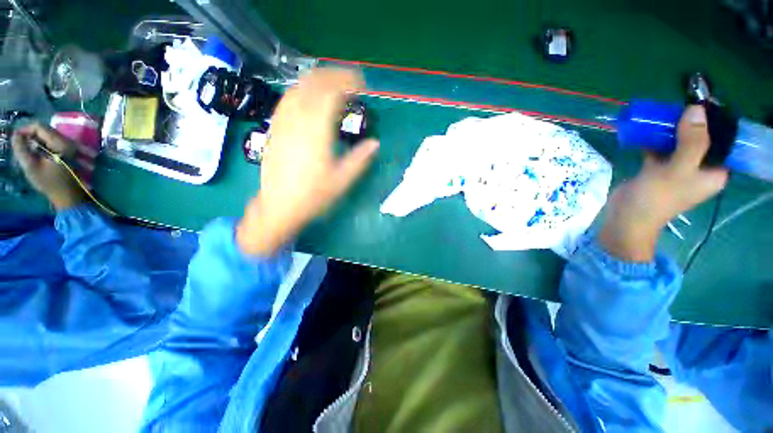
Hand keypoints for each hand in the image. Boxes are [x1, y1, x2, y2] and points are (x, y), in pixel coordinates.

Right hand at [12, 123, 85, 209]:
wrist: (69, 195)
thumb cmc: (50, 182)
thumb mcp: (31, 166)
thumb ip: (22, 149)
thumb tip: (16, 135)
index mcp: (61, 142)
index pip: (40, 126)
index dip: (25, 130)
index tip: (16, 138)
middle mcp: (68, 141)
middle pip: (45, 130)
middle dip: (30, 135)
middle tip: (21, 146)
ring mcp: (70, 146)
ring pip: (48, 136)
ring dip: (36, 141)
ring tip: (28, 151)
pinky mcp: (69, 152)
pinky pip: (53, 142)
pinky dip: (43, 145)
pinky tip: (37, 155)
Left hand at [237, 69, 379, 255]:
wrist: (280, 207)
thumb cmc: (313, 196)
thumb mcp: (342, 181)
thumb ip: (360, 159)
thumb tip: (375, 143)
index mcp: (317, 132)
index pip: (331, 94)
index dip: (347, 83)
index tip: (361, 85)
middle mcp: (298, 122)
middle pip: (313, 85)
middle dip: (333, 76)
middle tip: (349, 81)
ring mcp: (282, 124)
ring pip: (297, 89)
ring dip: (316, 81)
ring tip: (331, 84)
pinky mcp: (274, 130)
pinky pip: (286, 101)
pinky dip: (300, 92)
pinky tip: (308, 98)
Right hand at [600, 106, 728, 261]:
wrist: (625, 219)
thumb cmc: (656, 198)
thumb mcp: (677, 170)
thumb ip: (692, 142)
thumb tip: (697, 109)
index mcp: (714, 172)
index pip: (723, 142)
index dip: (715, 123)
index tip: (701, 104)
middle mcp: (699, 169)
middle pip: (700, 140)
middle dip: (689, 124)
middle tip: (677, 108)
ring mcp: (677, 170)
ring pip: (679, 143)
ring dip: (670, 131)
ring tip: (660, 115)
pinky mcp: (657, 171)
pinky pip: (660, 150)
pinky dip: (654, 141)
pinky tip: (645, 131)